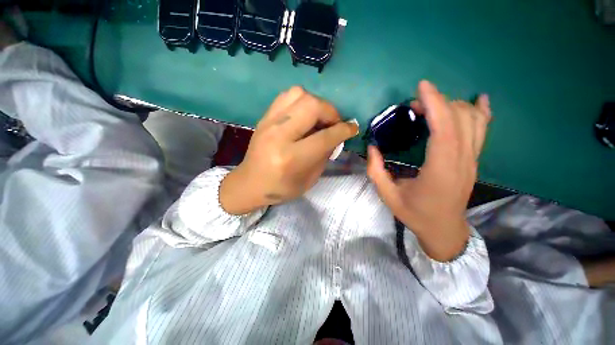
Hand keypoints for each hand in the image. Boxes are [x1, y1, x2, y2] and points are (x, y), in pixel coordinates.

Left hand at [220, 86, 358, 214]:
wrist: (249, 183)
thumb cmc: (281, 188)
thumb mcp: (309, 179)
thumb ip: (324, 155)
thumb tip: (336, 136)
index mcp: (291, 158)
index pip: (325, 136)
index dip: (344, 130)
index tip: (353, 128)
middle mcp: (279, 135)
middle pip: (312, 106)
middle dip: (331, 112)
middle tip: (334, 123)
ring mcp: (269, 123)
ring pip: (299, 94)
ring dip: (316, 104)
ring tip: (319, 118)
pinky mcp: (264, 117)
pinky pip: (287, 96)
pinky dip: (302, 101)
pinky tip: (304, 115)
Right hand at [367, 80, 491, 261]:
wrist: (444, 229)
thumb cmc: (415, 213)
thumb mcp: (388, 195)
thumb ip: (377, 171)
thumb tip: (373, 148)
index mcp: (440, 170)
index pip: (444, 129)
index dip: (435, 104)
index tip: (422, 87)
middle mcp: (462, 161)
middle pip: (460, 120)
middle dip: (438, 102)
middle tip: (414, 104)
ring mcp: (472, 160)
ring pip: (473, 121)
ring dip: (452, 106)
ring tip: (431, 106)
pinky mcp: (473, 160)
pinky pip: (483, 130)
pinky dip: (481, 112)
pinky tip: (479, 100)